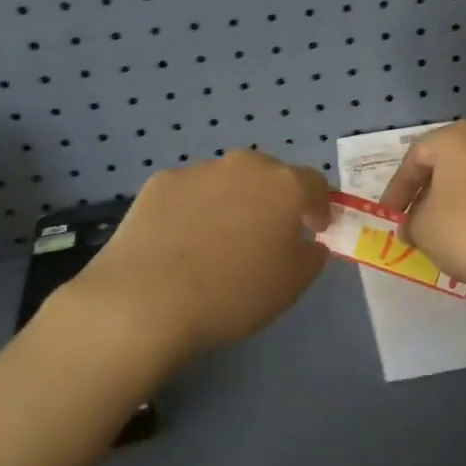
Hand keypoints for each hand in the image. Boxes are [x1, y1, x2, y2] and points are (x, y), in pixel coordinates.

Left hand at [57, 150, 331, 360]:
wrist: (145, 299)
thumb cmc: (232, 294)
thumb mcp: (290, 286)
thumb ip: (311, 257)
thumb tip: (310, 243)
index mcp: (285, 186)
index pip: (316, 184)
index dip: (320, 206)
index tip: (316, 230)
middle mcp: (245, 166)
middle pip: (271, 175)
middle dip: (275, 199)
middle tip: (267, 235)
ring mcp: (200, 170)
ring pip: (228, 181)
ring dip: (233, 201)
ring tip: (218, 242)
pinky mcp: (160, 182)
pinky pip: (191, 192)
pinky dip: (195, 208)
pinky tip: (182, 242)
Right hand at [378, 122, 465, 300]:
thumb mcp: (425, 230)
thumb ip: (411, 223)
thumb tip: (414, 224)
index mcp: (456, 137)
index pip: (415, 157)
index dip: (397, 190)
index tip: (391, 219)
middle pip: (450, 165)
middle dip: (431, 197)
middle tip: (419, 226)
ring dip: (461, 208)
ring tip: (452, 241)